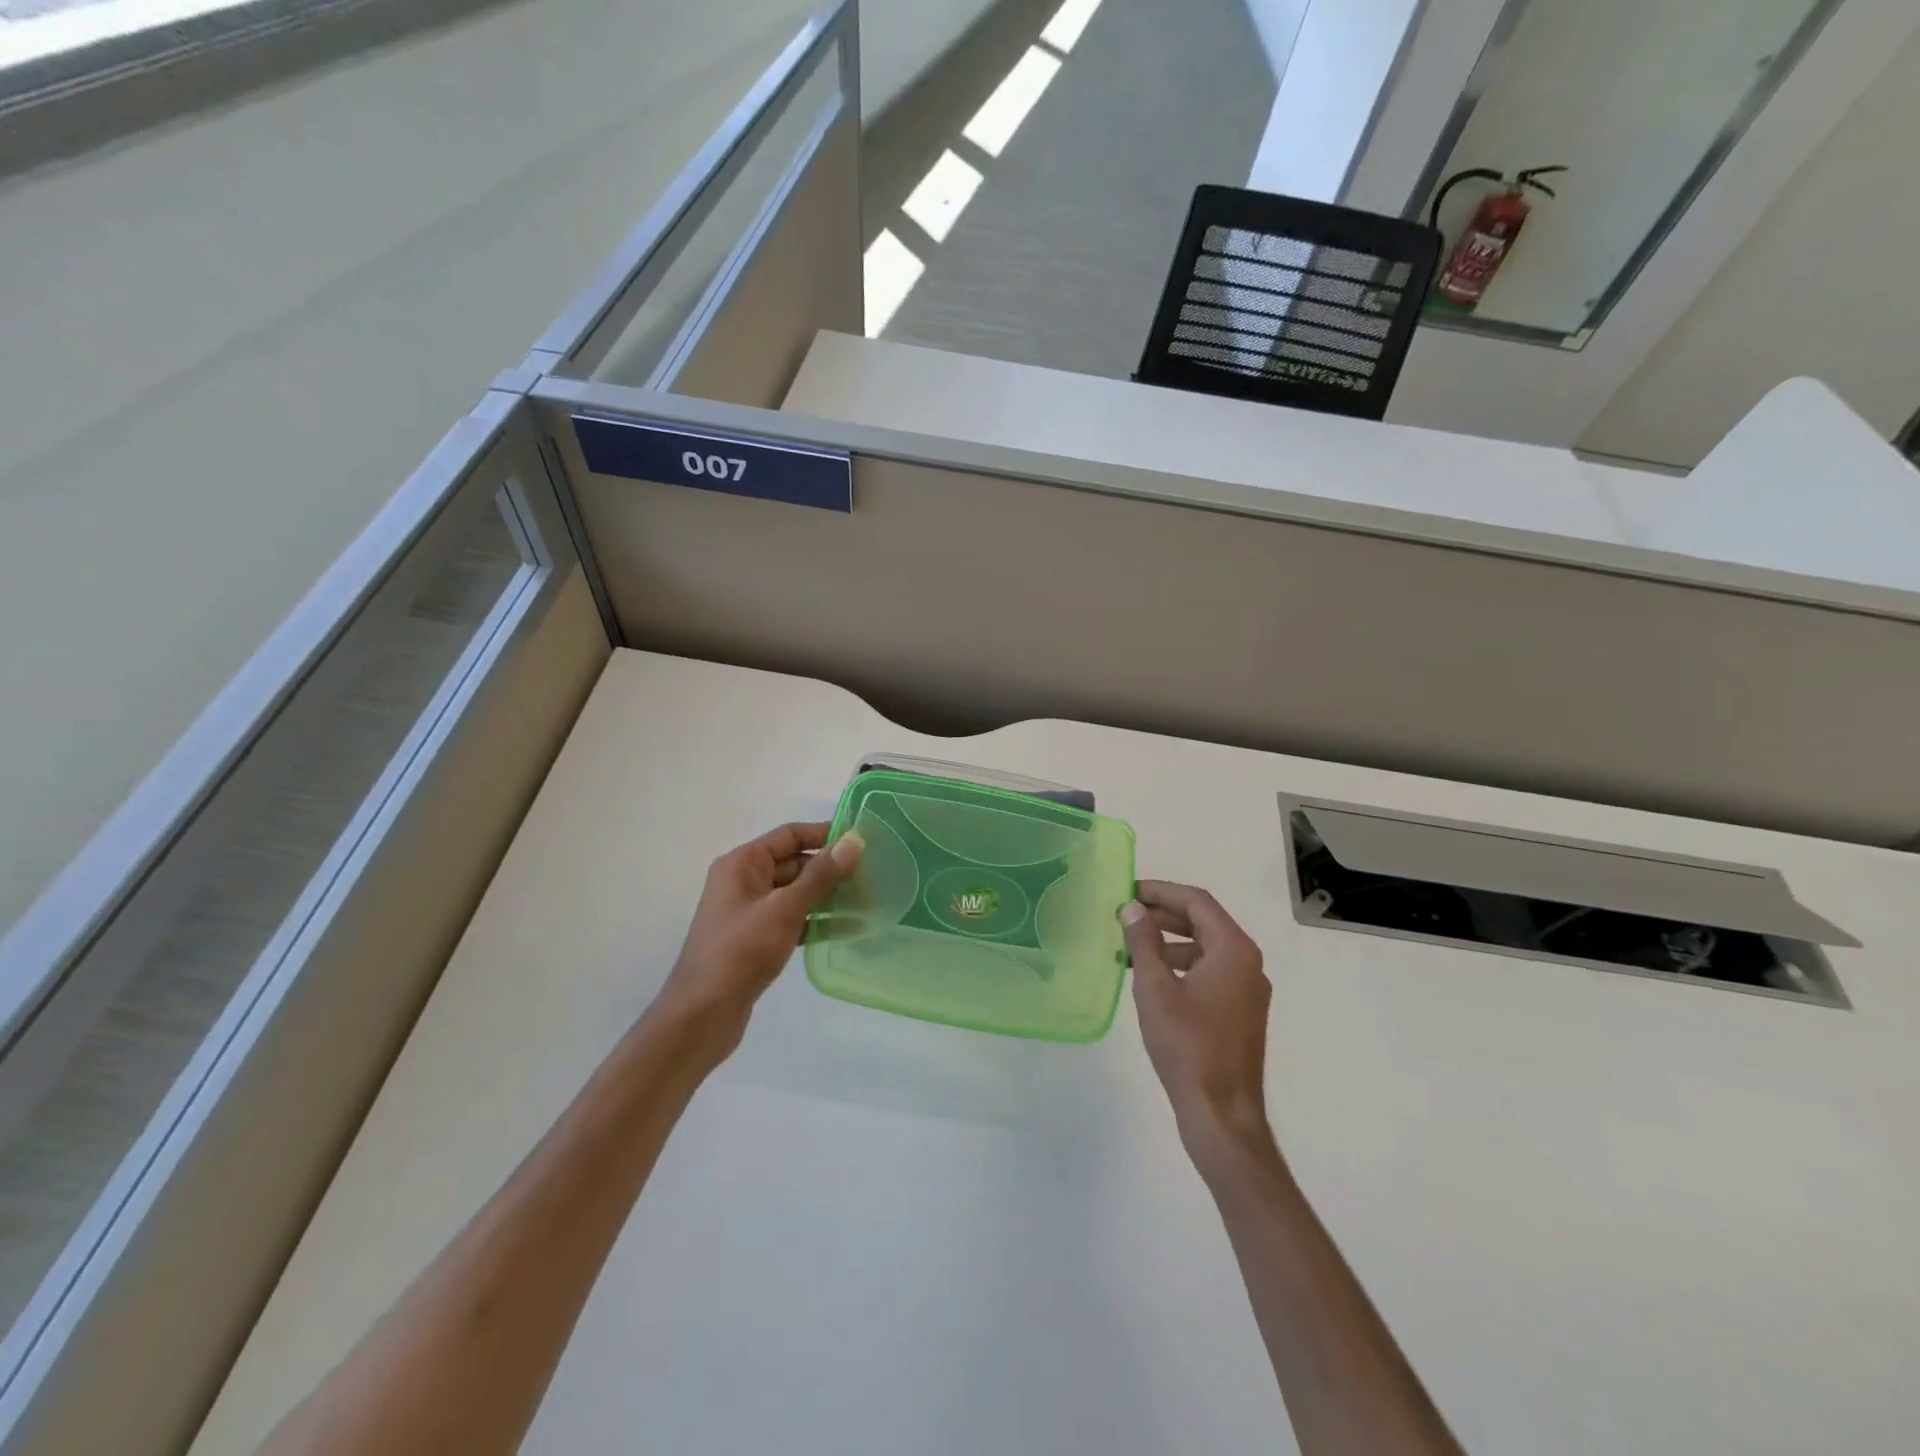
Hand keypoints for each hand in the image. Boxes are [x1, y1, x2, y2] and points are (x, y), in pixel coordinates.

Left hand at [652, 821, 863, 1052]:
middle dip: (831, 869)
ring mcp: (750, 912)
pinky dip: (817, 921)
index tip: (861, 841)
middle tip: (872, 876)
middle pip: (795, 863)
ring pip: (796, 893)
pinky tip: (849, 928)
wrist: (701, 1015)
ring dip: (828, 896)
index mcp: (742, 864)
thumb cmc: (740, 952)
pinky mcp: (757, 940)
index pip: (789, 835)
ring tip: (868, 901)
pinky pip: (793, 919)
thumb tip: (854, 841)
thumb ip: (821, 875)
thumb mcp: (784, 908)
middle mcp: (744, 881)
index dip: (824, 834)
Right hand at [1120, 881, 1276, 1176]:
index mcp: (1234, 950)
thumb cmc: (1187, 1045)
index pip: (1197, 902)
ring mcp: (1246, 990)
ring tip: (1129, 946)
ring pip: (1205, 948)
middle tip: (1124, 913)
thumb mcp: (1156, 988)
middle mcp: (1247, 963)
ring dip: (1168, 941)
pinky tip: (1150, 978)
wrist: (1222, 1113)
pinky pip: (1209, 972)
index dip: (1161, 891)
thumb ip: (1143, 942)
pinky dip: (1180, 965)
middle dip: (1163, 914)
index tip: (1128, 890)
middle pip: (1203, 922)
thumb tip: (1132, 908)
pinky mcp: (1239, 1013)